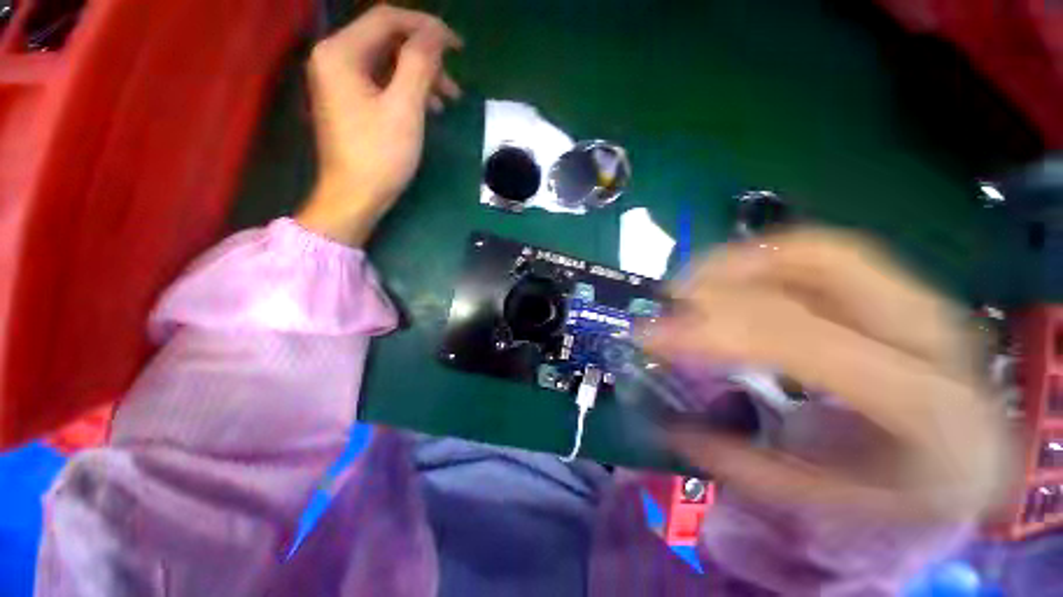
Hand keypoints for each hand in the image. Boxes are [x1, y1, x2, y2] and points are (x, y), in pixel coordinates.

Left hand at [298, 5, 462, 245]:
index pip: (387, 19)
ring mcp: (340, 81)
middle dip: (425, 57)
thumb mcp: (404, 108)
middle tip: (454, 83)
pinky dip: (407, 90)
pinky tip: (428, 108)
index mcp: (341, 52)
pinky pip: (382, 83)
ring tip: (448, 100)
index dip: (426, 27)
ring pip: (387, 63)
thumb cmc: (379, 155)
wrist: (354, 197)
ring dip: (420, 77)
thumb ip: (419, 64)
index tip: (457, 46)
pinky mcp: (349, 101)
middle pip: (387, 40)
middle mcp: (335, 58)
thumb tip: (436, 35)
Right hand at [646, 228, 1013, 521]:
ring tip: (694, 283)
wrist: (978, 458)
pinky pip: (824, 256)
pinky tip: (734, 279)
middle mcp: (927, 331)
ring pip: (819, 248)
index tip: (652, 334)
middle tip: (674, 295)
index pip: (796, 339)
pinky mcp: (900, 289)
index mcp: (920, 401)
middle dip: (728, 271)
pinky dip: (767, 258)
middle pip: (817, 264)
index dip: (711, 329)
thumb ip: (746, 465)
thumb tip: (672, 426)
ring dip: (743, 258)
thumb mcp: (826, 498)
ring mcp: (918, 299)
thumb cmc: (909, 491)